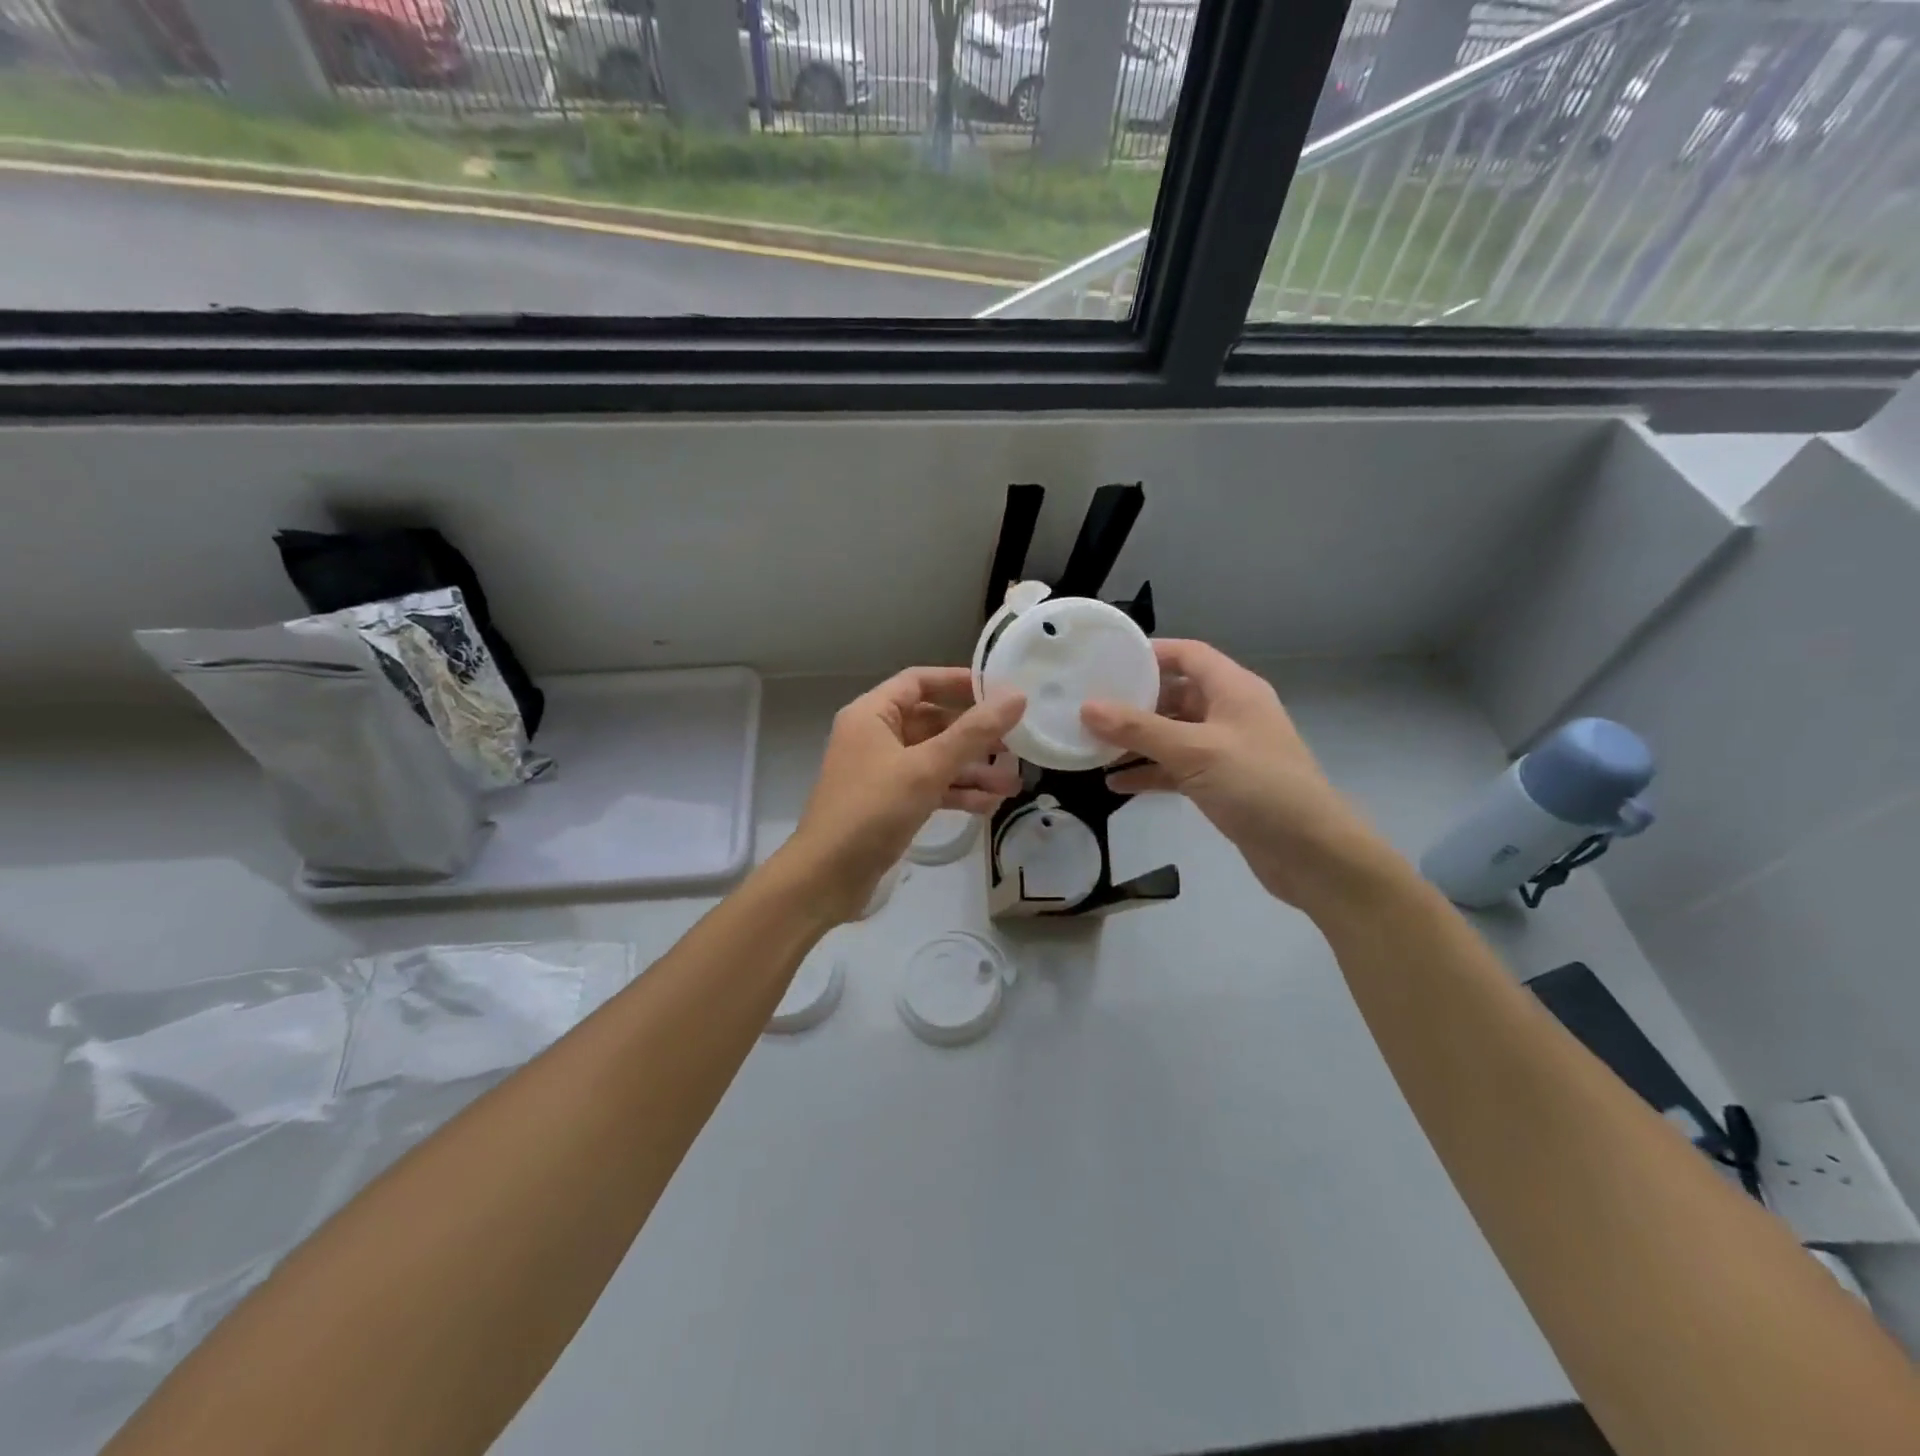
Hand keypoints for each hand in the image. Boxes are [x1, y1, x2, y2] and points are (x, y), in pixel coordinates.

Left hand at [783, 668, 1024, 920]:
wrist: (826, 877)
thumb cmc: (872, 811)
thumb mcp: (927, 768)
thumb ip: (973, 733)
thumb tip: (1016, 696)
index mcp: (872, 714)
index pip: (919, 681)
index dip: (959, 682)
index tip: (1000, 692)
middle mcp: (874, 736)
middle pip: (932, 722)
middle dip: (975, 735)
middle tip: (1016, 744)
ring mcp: (881, 772)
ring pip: (934, 758)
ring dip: (972, 769)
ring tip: (1012, 784)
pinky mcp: (888, 804)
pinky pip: (929, 787)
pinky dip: (956, 793)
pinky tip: (989, 805)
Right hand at [1081, 639, 1394, 913]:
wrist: (1310, 852)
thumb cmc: (1257, 785)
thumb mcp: (1193, 751)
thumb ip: (1138, 729)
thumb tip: (1087, 708)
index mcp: (1233, 689)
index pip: (1188, 655)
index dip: (1149, 654)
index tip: (1107, 661)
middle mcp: (1229, 713)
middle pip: (1175, 696)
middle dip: (1133, 703)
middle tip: (1088, 707)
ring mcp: (1225, 750)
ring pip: (1171, 735)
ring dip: (1136, 741)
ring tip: (1092, 747)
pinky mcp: (1220, 784)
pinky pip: (1176, 769)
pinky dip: (1149, 773)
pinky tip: (1115, 784)